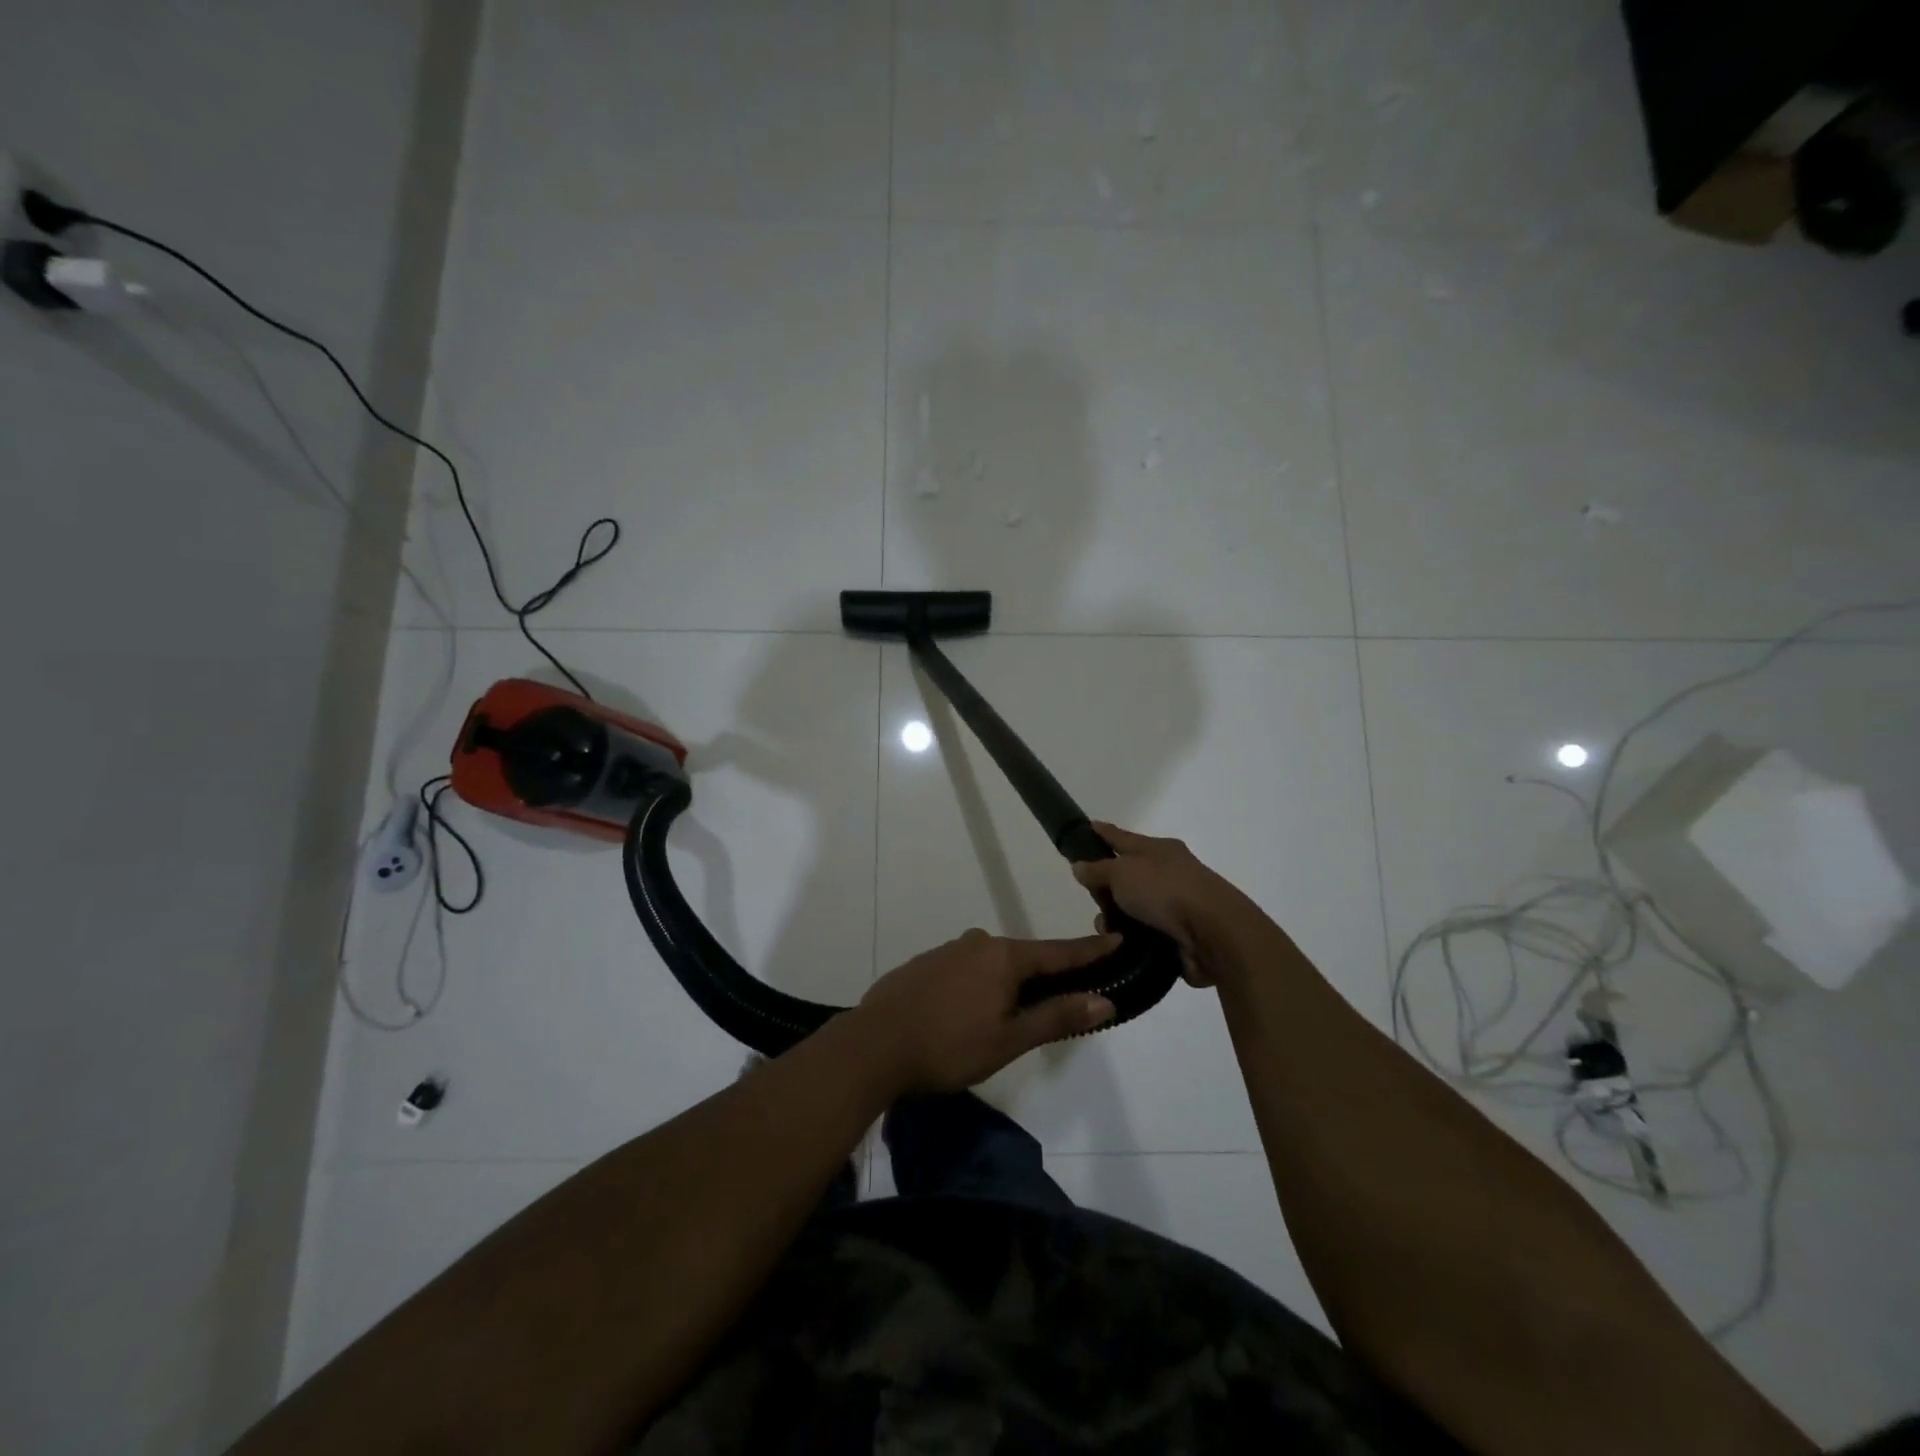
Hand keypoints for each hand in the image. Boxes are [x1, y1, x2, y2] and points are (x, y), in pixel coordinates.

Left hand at [853, 930, 1118, 1094]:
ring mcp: (948, 951)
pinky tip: (971, 1010)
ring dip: (1009, 981)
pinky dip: (979, 984)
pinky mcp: (924, 964)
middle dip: (1046, 973)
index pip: (1059, 951)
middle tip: (1066, 994)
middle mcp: (978, 943)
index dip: (1090, 950)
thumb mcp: (1009, 1039)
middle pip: (1024, 957)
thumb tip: (1104, 1000)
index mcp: (1004, 957)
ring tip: (1015, 1011)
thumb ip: (1056, 1016)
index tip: (1117, 937)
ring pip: (992, 963)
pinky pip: (965, 969)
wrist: (874, 1045)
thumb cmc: (949, 1047)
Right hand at [1069, 822, 1252, 986]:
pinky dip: (1132, 939)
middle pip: (1127, 876)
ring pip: (1133, 908)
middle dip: (1105, 889)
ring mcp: (1176, 904)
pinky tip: (1122, 946)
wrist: (1214, 934)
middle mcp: (1169, 872)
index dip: (1103, 833)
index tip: (1086, 827)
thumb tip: (1080, 865)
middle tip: (1091, 899)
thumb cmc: (1165, 891)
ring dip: (1117, 919)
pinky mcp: (1180, 934)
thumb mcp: (1122, 873)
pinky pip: (1145, 934)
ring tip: (1108, 931)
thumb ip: (1098, 870)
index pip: (1122, 837)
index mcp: (1159, 849)